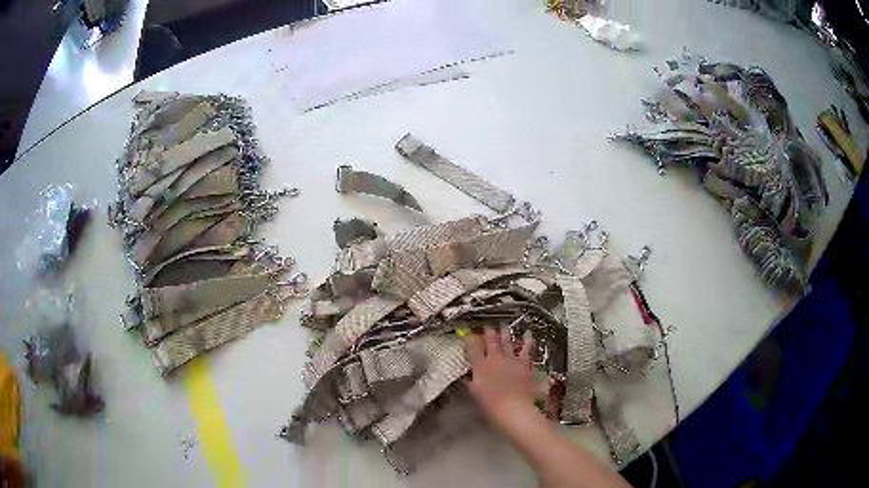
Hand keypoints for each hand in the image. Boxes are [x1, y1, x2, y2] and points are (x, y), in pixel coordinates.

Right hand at [463, 326, 537, 429]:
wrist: (514, 407)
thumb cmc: (490, 404)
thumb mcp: (475, 393)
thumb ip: (470, 382)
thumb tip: (466, 377)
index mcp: (480, 366)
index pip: (472, 348)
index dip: (469, 339)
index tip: (466, 333)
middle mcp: (495, 358)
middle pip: (491, 341)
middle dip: (488, 332)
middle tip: (487, 325)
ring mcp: (511, 359)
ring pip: (508, 342)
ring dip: (505, 333)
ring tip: (504, 325)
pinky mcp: (525, 364)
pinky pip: (526, 349)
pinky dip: (527, 341)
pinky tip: (528, 333)